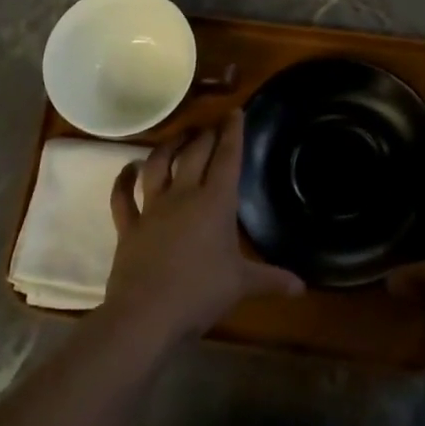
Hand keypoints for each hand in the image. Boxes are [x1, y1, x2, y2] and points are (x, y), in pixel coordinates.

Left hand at [104, 111, 303, 344]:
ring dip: (168, 147)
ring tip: (178, 137)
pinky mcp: (128, 226)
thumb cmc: (200, 293)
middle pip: (195, 154)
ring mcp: (152, 208)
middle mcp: (183, 195)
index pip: (228, 158)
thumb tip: (302, 286)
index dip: (233, 133)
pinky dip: (123, 181)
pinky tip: (127, 169)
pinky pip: (122, 197)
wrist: (147, 313)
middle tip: (211, 126)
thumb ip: (271, 280)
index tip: (235, 112)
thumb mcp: (241, 285)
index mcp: (215, 203)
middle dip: (205, 135)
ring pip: (158, 165)